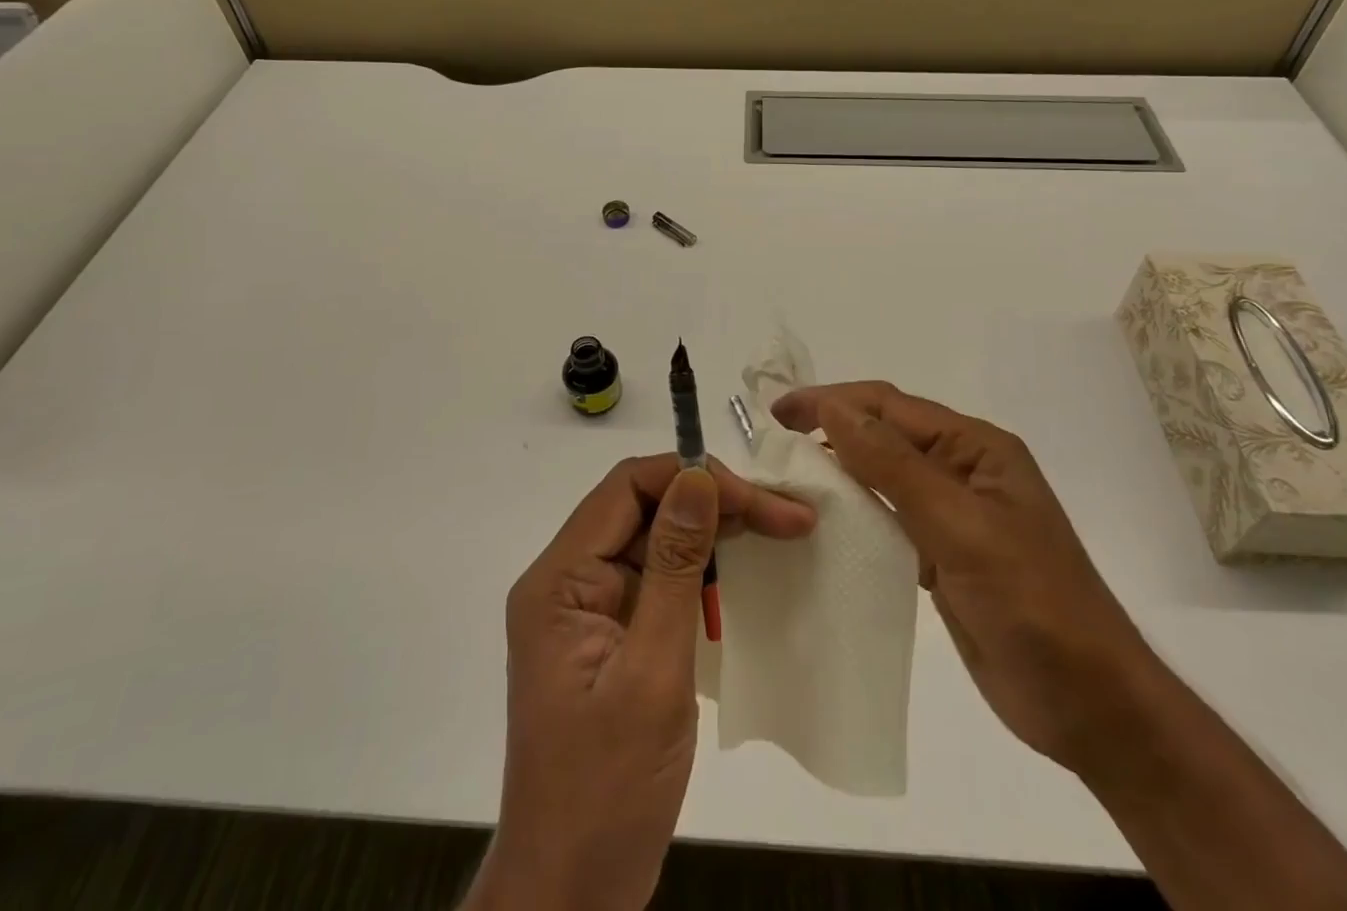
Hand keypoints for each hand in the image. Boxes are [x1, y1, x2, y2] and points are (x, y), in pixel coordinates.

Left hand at [465, 456, 816, 910]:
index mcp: (559, 579)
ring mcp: (588, 610)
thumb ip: (675, 567)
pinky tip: (743, 573)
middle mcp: (567, 581)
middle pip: (643, 508)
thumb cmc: (607, 790)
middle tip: (787, 516)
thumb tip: (698, 478)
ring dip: (713, 532)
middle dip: (714, 502)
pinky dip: (702, 570)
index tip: (758, 499)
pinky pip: (657, 579)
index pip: (627, 487)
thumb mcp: (652, 671)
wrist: (571, 896)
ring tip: (778, 531)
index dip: (692, 477)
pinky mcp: (610, 636)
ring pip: (654, 539)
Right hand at [772, 383, 1154, 772]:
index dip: (832, 401)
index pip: (890, 407)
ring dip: (840, 470)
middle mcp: (964, 469)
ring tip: (789, 476)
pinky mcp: (944, 555)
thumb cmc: (1032, 602)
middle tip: (774, 441)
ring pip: (884, 476)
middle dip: (832, 429)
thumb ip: (895, 465)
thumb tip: (834, 408)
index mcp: (976, 447)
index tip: (778, 411)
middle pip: (886, 434)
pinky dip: (856, 513)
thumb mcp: (961, 526)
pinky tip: (826, 523)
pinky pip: (890, 518)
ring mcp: (954, 514)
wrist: (1091, 705)